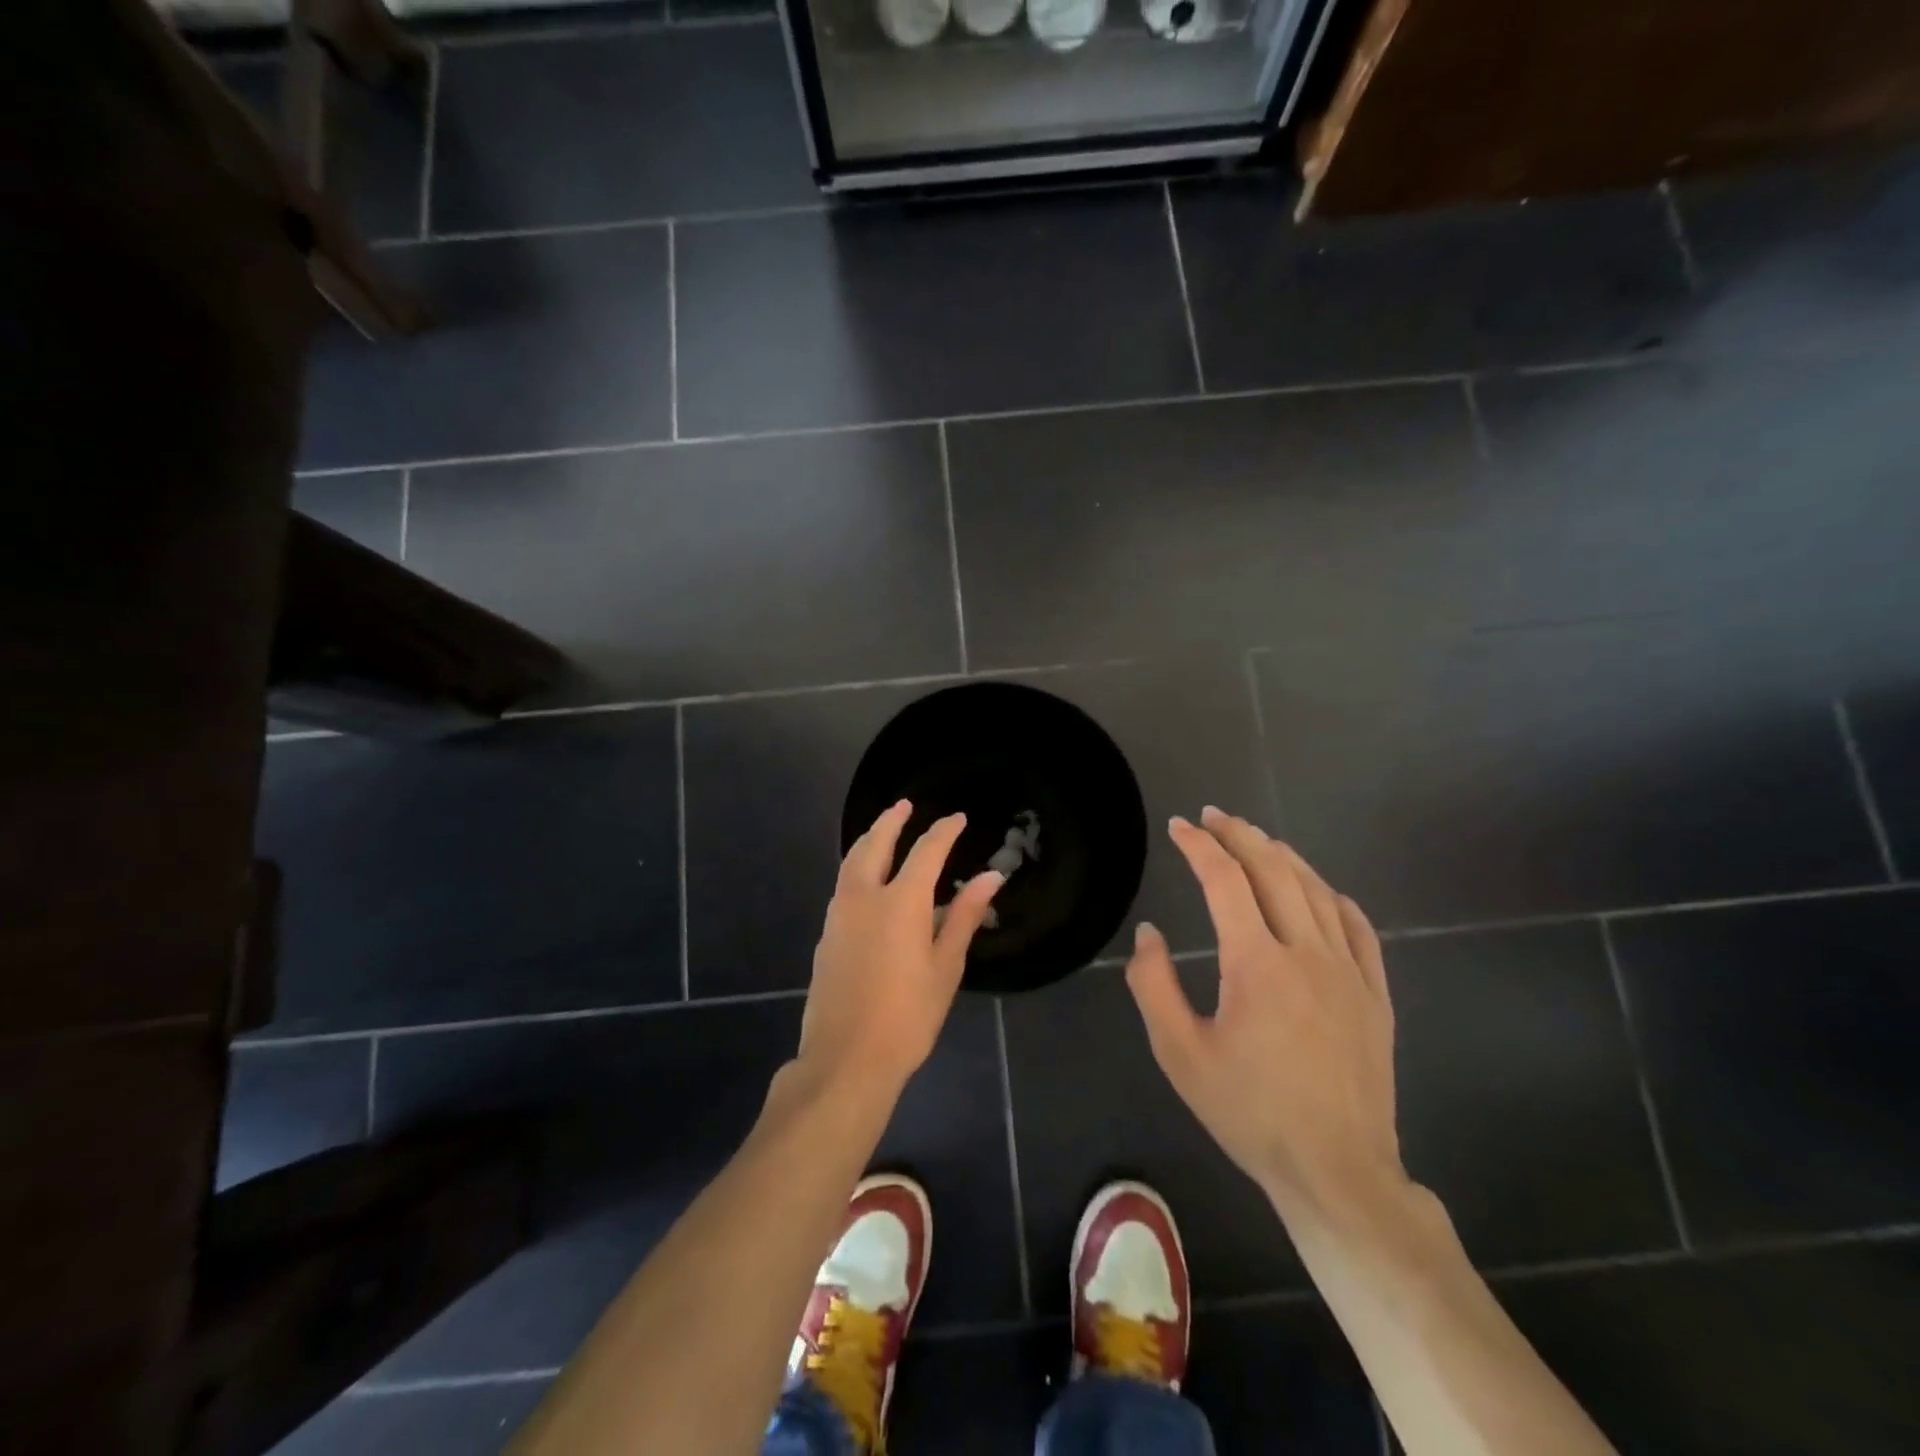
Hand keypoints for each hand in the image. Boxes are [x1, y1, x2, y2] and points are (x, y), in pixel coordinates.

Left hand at [799, 801, 1002, 1102]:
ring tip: (883, 832)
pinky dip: (857, 868)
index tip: (958, 818)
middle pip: (875, 844)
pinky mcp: (826, 935)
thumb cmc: (908, 1016)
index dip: (944, 831)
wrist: (846, 1058)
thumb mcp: (946, 966)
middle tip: (905, 805)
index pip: (926, 851)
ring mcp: (839, 915)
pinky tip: (867, 880)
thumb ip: (965, 916)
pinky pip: (843, 886)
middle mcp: (864, 897)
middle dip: (891, 820)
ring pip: (852, 862)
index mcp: (901, 902)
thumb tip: (991, 877)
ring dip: (869, 840)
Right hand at [1125, 806, 1404, 1220]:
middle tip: (1214, 816)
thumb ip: (1154, 985)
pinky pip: (1358, 927)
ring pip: (1317, 891)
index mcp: (1256, 963)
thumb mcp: (1179, 1053)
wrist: (1335, 1171)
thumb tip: (1150, 933)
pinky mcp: (1375, 995)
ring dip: (1283, 856)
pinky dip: (1332, 896)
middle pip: (1274, 871)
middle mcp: (1307, 953)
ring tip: (1256, 841)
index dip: (1199, 845)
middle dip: (1240, 835)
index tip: (1178, 826)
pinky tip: (1319, 890)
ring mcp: (1349, 972)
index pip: (1225, 881)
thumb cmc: (1249, 1112)